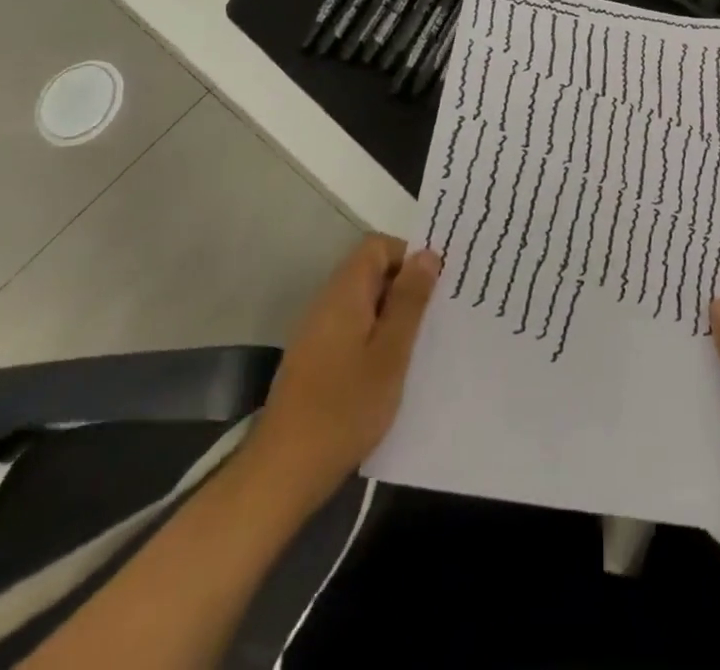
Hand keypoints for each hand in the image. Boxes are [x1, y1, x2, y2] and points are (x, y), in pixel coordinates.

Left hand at [244, 235, 439, 517]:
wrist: (283, 472)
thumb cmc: (345, 408)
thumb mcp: (391, 353)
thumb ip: (409, 301)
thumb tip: (427, 254)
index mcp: (344, 293)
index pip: (377, 246)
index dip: (409, 255)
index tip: (435, 284)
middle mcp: (327, 303)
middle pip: (370, 272)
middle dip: (405, 286)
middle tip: (437, 314)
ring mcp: (317, 332)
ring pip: (363, 302)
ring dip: (392, 314)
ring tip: (421, 342)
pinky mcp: (314, 359)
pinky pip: (352, 328)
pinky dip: (376, 336)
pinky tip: (392, 368)